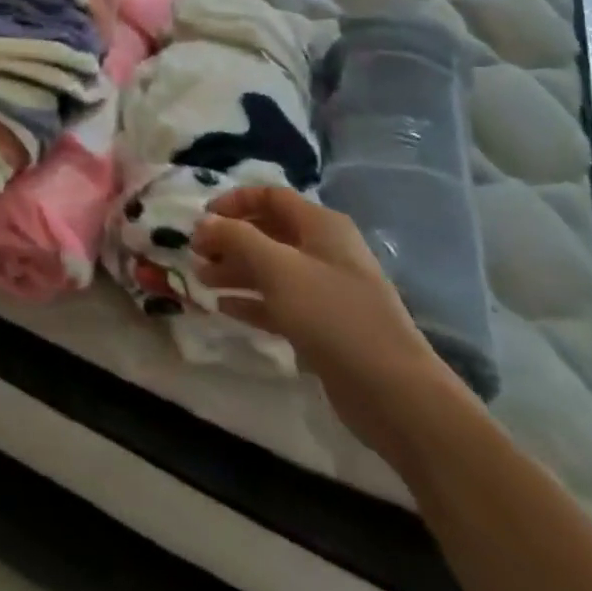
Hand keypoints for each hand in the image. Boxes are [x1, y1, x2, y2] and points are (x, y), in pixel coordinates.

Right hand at [192, 187, 454, 453]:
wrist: (395, 394)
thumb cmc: (333, 315)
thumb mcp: (277, 267)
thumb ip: (236, 238)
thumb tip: (204, 222)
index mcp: (321, 226)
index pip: (271, 196)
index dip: (234, 202)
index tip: (203, 219)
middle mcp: (325, 251)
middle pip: (268, 233)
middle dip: (229, 240)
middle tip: (196, 254)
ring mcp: (326, 291)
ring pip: (271, 269)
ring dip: (235, 270)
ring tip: (201, 280)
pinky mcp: (324, 327)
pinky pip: (280, 303)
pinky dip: (252, 301)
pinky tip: (225, 308)